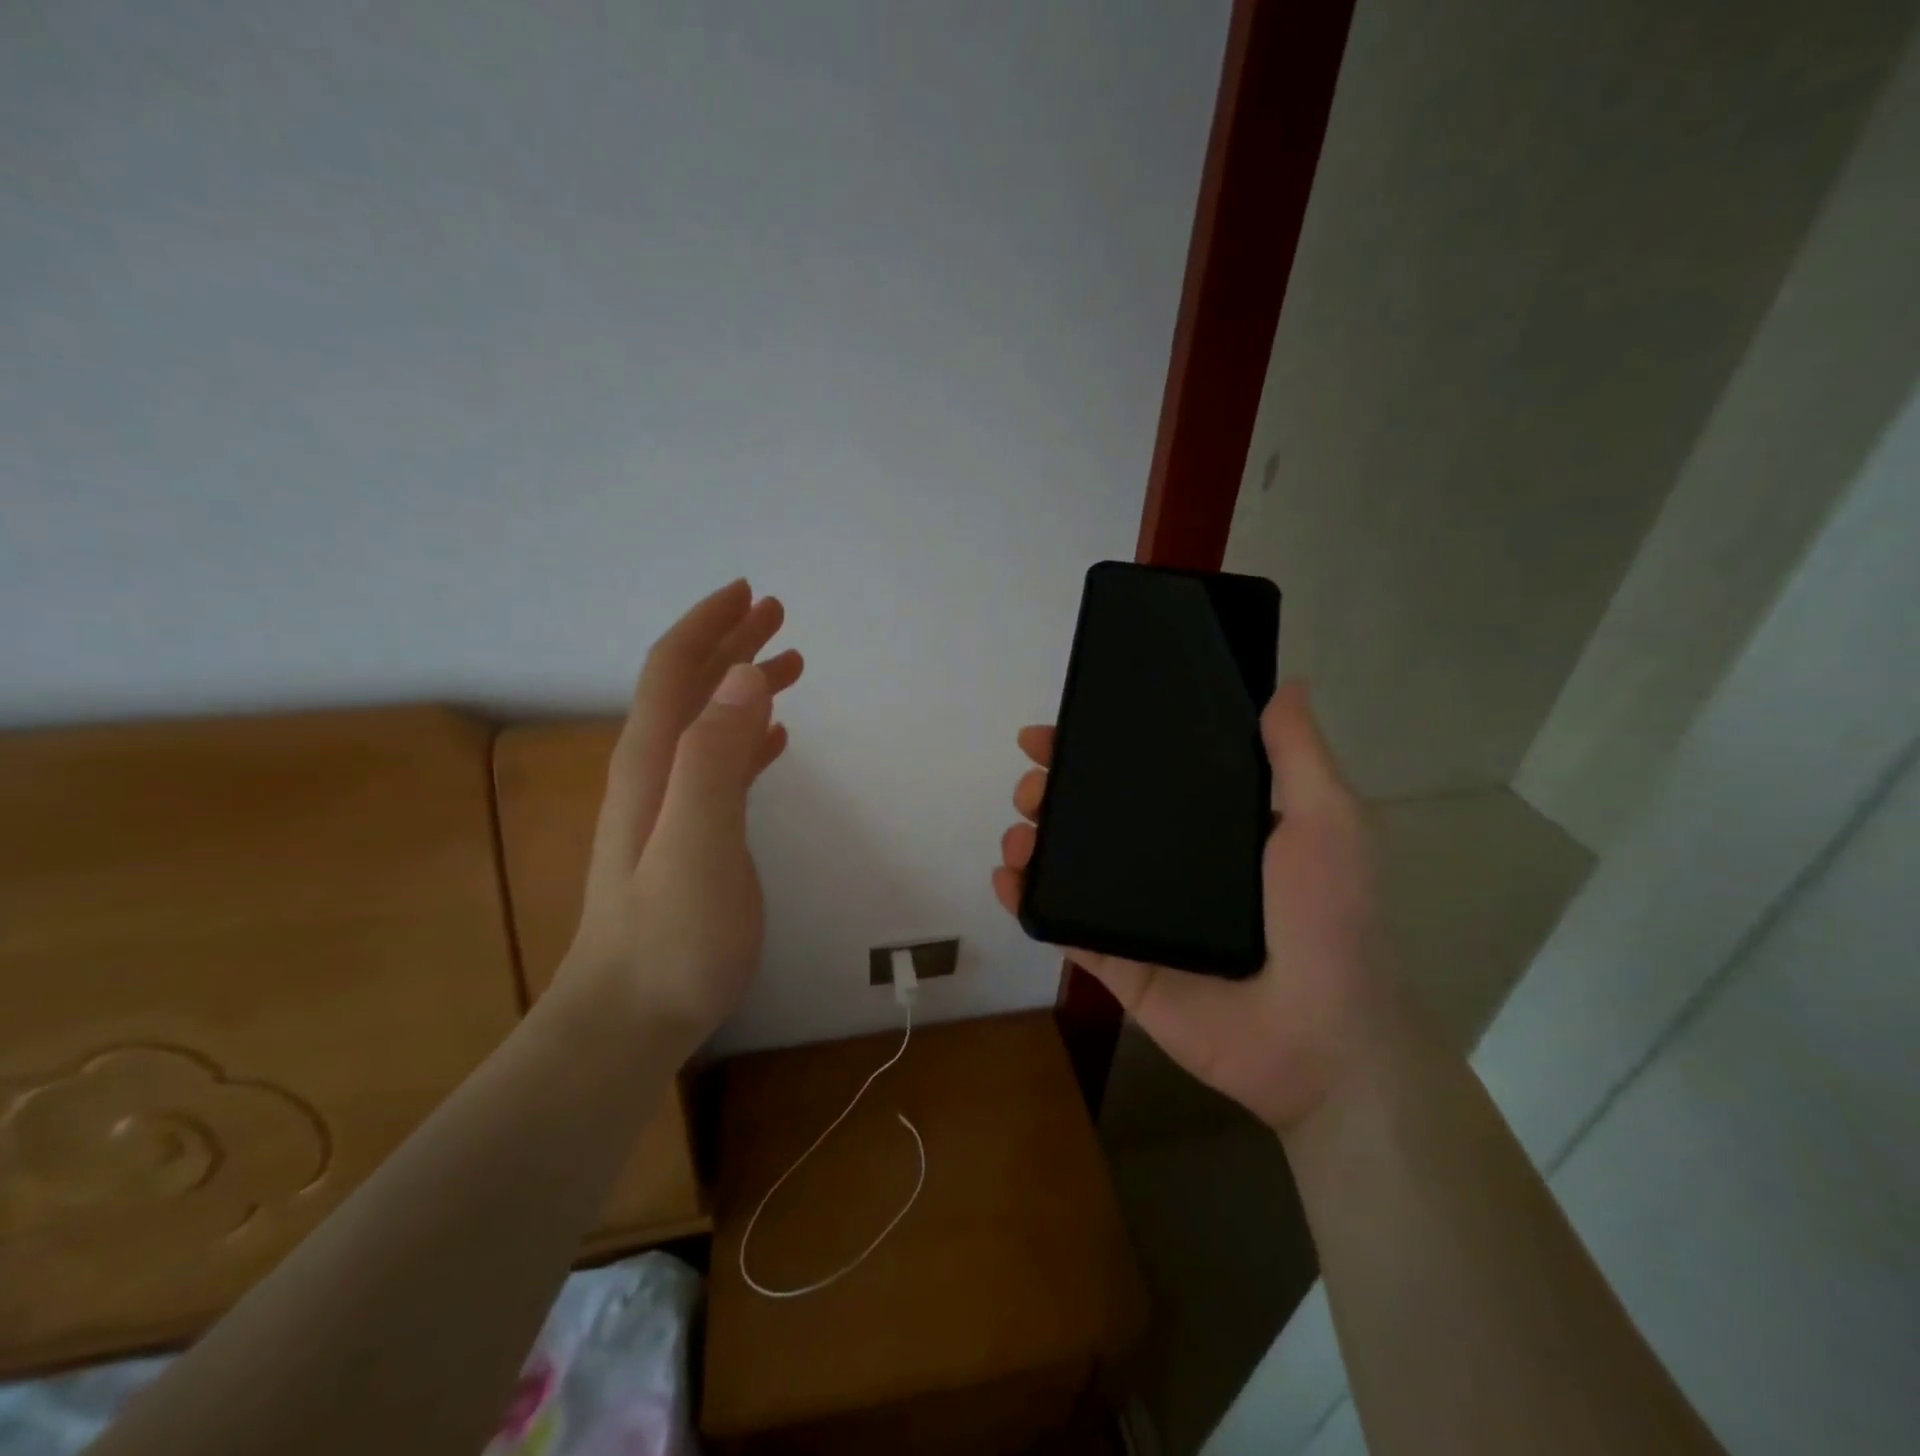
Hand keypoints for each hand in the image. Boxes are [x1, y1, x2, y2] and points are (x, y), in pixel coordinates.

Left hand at [559, 580, 803, 1045]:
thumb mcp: (697, 843)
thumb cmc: (671, 937)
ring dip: (743, 684)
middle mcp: (656, 772)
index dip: (708, 625)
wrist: (630, 1017)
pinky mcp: (691, 835)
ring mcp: (671, 805)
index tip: (750, 593)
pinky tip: (774, 737)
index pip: (673, 669)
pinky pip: (721, 765)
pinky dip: (747, 736)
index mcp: (653, 761)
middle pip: (690, 687)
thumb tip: (741, 676)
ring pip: (708, 722)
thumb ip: (714, 758)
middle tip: (778, 615)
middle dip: (730, 642)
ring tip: (788, 664)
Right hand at [992, 682, 1411, 1133]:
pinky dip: (1026, 903)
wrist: (1320, 1040)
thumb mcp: (1326, 822)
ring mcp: (1138, 915)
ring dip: (1033, 841)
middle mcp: (1169, 865)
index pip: (1142, 774)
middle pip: (1095, 817)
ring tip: (1018, 833)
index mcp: (1211, 828)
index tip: (1056, 731)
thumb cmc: (1326, 920)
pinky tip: (1007, 879)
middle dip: (1053, 791)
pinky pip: (1063, 928)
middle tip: (1032, 786)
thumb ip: (1298, 756)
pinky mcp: (1118, 963)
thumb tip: (1285, 684)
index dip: (1097, 748)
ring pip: (1070, 868)